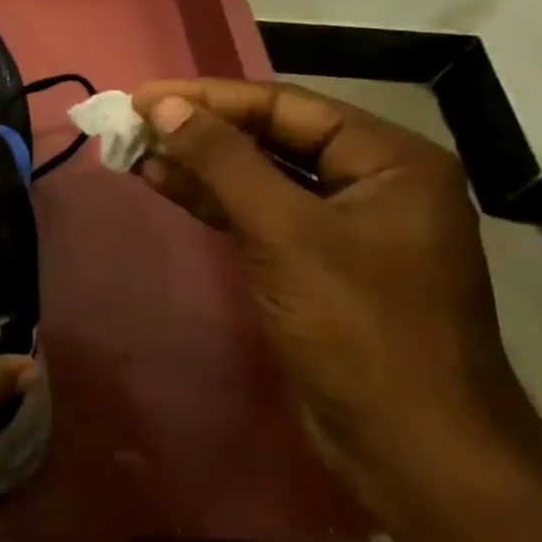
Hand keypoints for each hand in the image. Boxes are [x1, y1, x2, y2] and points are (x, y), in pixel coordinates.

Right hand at [130, 79, 541, 506]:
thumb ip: (223, 162)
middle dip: (200, 129)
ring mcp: (341, 227)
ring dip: (198, 164)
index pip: (285, 107)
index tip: (142, 97)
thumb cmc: (360, 327)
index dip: (209, 98)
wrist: (410, 445)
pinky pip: (256, 215)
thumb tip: (162, 107)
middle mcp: (371, 183)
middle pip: (272, 138)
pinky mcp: (313, 264)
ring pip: (258, 178)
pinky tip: (164, 184)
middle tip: (131, 122)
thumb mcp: (286, 233)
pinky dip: (211, 200)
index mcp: (390, 160)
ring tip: (133, 150)